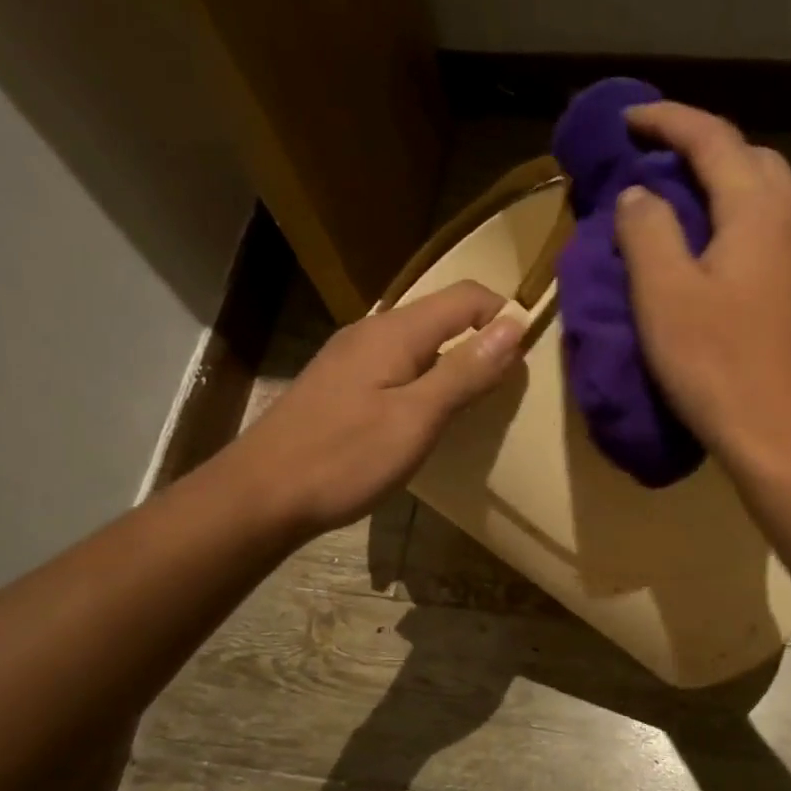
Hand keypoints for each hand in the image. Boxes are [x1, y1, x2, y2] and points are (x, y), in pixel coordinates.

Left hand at [233, 280, 523, 535]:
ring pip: (419, 343)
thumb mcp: (417, 418)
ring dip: (453, 362)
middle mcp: (372, 331)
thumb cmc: (345, 457)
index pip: (466, 297)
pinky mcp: (340, 384)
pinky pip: (397, 365)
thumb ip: (466, 371)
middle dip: (481, 340)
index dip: (504, 316)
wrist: (262, 494)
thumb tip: (514, 325)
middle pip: (442, 316)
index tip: (528, 359)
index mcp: (395, 331)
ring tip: (474, 404)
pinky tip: (425, 417)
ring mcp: (351, 357)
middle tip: (507, 387)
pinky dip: (425, 380)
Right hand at [614, 102, 790, 467]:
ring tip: (685, 209)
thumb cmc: (719, 366)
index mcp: (762, 208)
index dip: (667, 120)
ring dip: (727, 188)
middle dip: (702, 150)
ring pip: (772, 195)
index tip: (627, 120)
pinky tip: (723, 255)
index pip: (713, 136)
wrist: (787, 438)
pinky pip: (781, 233)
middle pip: (751, 158)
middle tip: (656, 167)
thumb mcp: (664, 295)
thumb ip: (648, 230)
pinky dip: (747, 223)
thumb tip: (642, 194)